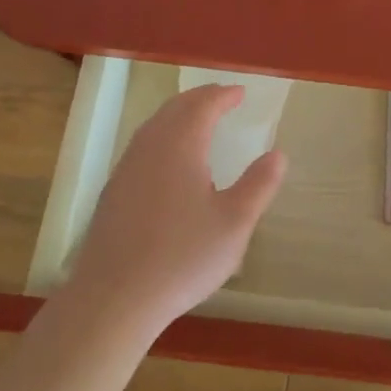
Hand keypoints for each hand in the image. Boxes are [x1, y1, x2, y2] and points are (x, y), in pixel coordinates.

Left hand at [63, 83, 285, 336]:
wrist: (114, 297)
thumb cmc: (182, 258)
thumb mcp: (234, 224)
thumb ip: (259, 185)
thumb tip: (277, 154)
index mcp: (181, 145)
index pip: (203, 105)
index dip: (224, 96)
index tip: (241, 93)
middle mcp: (150, 146)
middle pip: (176, 108)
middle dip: (201, 99)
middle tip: (222, 99)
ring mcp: (127, 168)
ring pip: (155, 125)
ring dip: (179, 115)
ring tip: (198, 121)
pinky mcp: (113, 191)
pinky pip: (143, 146)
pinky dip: (163, 136)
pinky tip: (169, 160)